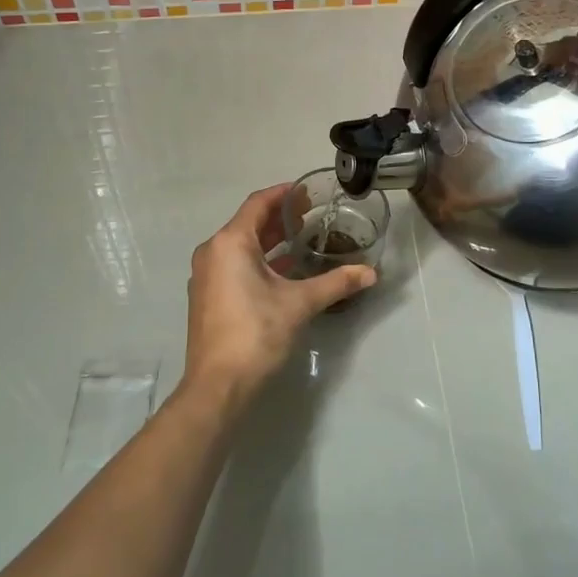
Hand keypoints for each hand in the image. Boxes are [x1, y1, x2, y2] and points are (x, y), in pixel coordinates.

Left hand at [183, 184, 375, 405]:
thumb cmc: (256, 333)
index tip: (308, 190)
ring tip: (303, 238)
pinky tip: (285, 270)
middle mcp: (212, 252)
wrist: (218, 385)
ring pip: (241, 246)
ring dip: (271, 240)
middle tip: (312, 214)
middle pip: (249, 223)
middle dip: (280, 217)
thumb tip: (371, 273)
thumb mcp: (300, 303)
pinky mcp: (208, 297)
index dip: (284, 193)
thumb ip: (336, 283)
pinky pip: (234, 265)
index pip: (258, 204)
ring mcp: (206, 276)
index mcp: (230, 243)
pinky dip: (259, 260)